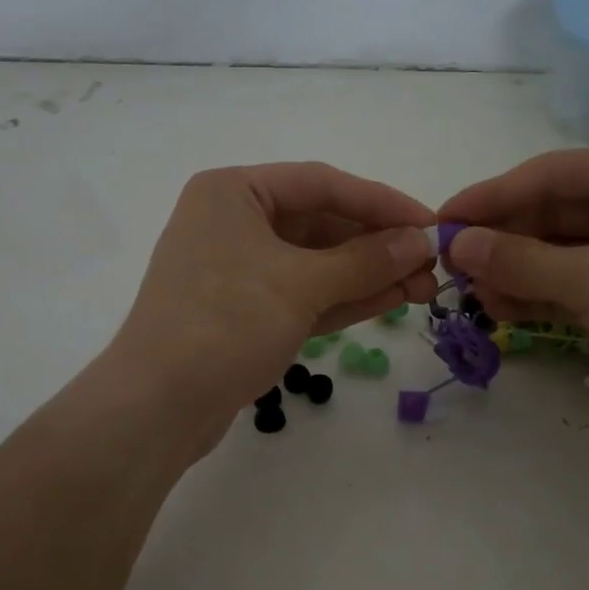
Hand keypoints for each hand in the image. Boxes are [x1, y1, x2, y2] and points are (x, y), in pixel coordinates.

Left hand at [110, 163, 438, 435]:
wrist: (157, 406)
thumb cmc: (225, 323)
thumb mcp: (301, 285)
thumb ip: (364, 260)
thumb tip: (419, 242)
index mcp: (233, 192)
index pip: (321, 183)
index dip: (381, 202)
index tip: (431, 224)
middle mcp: (231, 221)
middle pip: (319, 222)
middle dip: (377, 244)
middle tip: (432, 264)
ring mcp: (235, 268)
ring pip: (313, 262)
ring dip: (366, 273)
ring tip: (423, 286)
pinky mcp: (242, 311)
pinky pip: (301, 293)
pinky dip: (341, 297)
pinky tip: (389, 300)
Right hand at [439, 145, 588, 435]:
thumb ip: (520, 260)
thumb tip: (456, 243)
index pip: (543, 175)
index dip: (486, 199)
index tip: (438, 224)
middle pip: (547, 212)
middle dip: (499, 240)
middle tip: (449, 268)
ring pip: (556, 249)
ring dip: (514, 270)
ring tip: (472, 295)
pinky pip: (573, 280)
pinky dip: (538, 293)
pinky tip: (502, 309)